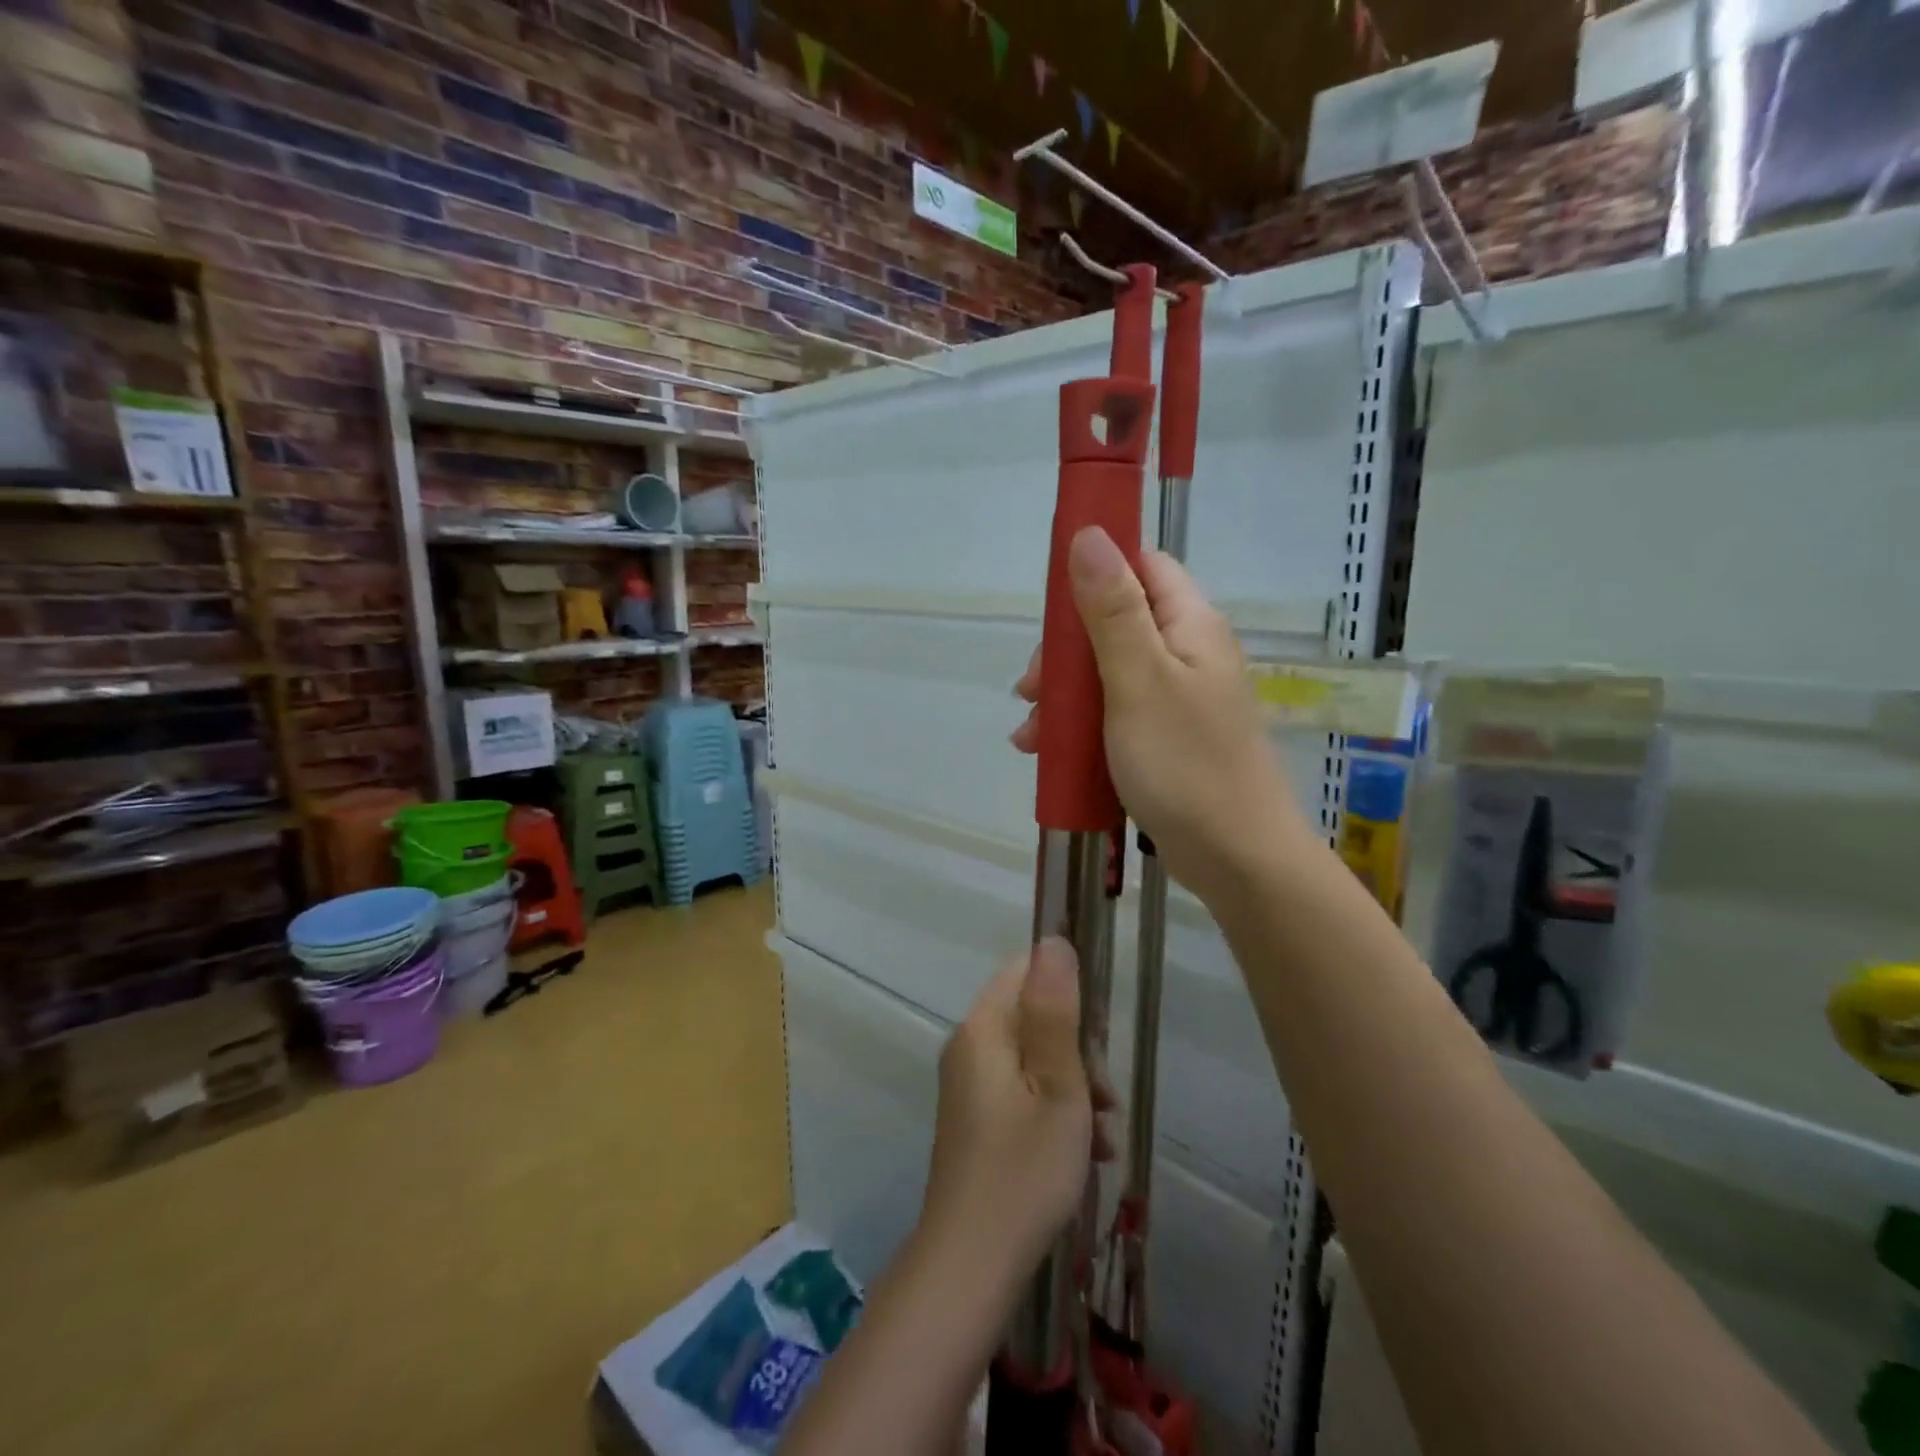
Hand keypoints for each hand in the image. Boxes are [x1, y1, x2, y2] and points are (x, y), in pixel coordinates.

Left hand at [920, 939, 1113, 1282]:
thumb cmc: (1024, 1169)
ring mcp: (970, 1085)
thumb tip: (1054, 940)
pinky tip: (1084, 1153)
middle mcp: (969, 1046)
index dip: (1068, 992)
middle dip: (1077, 1051)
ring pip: (1033, 1059)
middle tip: (1105, 1098)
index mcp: (983, 1028)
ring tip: (1101, 1135)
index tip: (1098, 1036)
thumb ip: (1056, 1010)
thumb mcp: (1057, 1085)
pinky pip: (1022, 1092)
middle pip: (1032, 1017)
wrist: (970, 1263)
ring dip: (1074, 1087)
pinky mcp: (976, 1119)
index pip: (1026, 972)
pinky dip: (1054, 1111)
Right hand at [1013, 526, 1306, 900]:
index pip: (1143, 566)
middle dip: (1065, 652)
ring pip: (1108, 673)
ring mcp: (1178, 698)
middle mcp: (1188, 652)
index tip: (1051, 604)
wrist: (1236, 857)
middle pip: (1116, 623)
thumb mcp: (1139, 680)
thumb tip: (1089, 533)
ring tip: (1031, 735)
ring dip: (1064, 696)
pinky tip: (1047, 751)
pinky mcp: (1166, 738)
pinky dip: (1081, 726)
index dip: (1096, 570)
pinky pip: (1115, 713)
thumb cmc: (1185, 764)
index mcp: (1190, 625)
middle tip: (1031, 689)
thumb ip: (1113, 609)